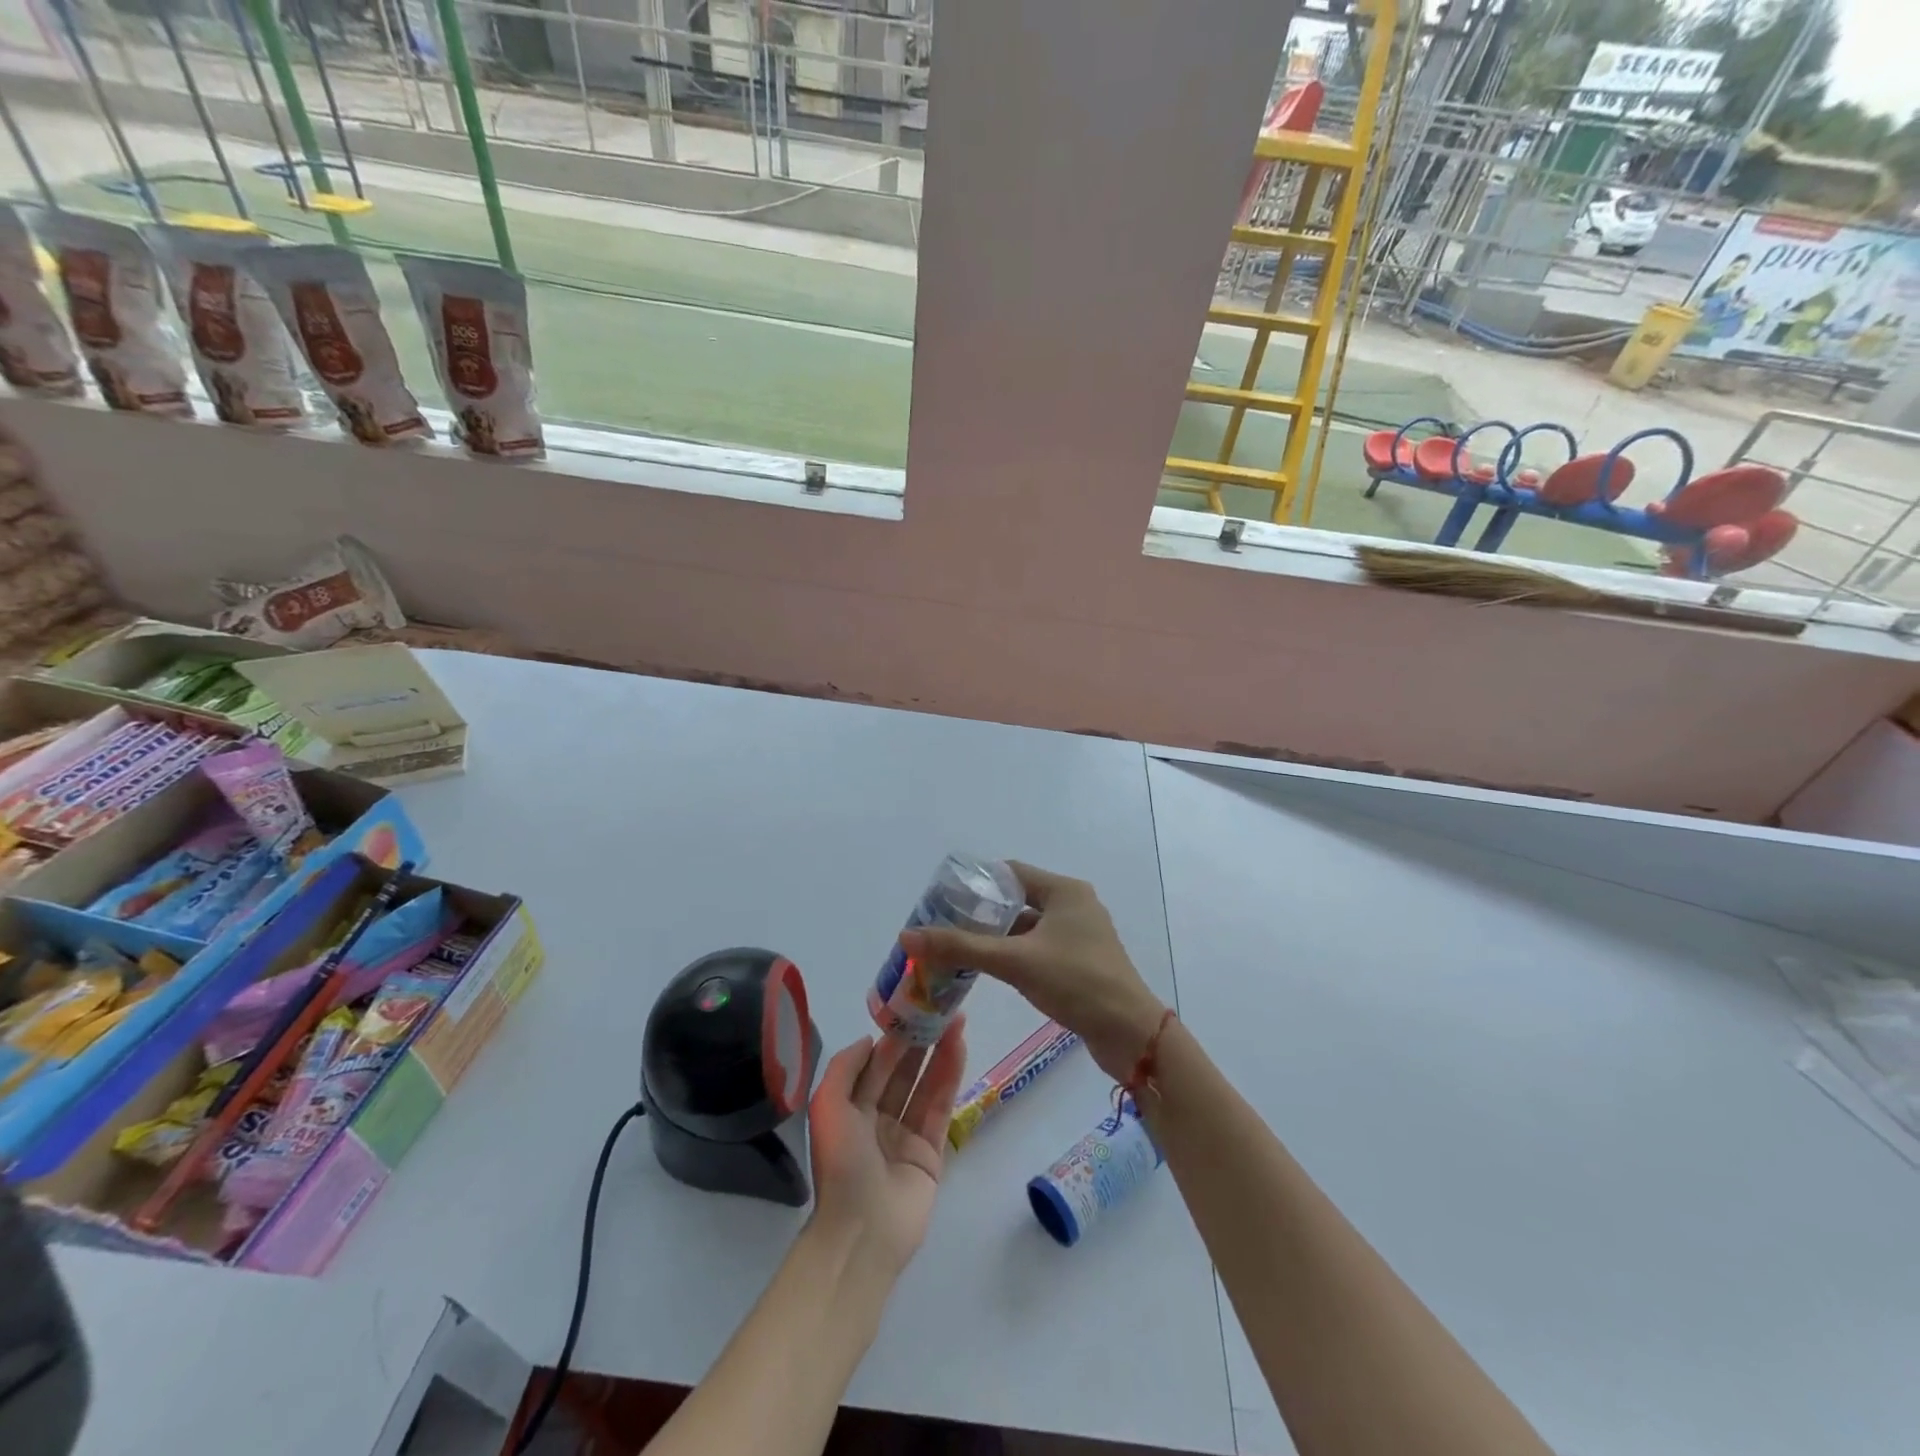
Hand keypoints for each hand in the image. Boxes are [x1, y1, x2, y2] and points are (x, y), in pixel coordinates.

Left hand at [807, 1019, 967, 1277]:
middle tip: (941, 1007)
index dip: (893, 1035)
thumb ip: (845, 1067)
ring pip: (925, 1084)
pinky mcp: (931, 1151)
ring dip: (940, 1052)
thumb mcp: (827, 1107)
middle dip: (920, 1039)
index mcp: (850, 1108)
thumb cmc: (841, 1165)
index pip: (875, 1063)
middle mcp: (877, 1117)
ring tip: (957, 1019)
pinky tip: (959, 1048)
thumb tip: (871, 1039)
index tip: (912, 1006)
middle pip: (903, 1070)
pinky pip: (941, 1106)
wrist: (863, 1232)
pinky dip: (950, 1077)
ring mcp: (906, 1134)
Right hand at [898, 863, 1165, 1082]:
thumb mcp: (1015, 961)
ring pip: (1026, 928)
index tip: (943, 899)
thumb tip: (908, 936)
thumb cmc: (1076, 982)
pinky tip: (987, 970)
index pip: (1010, 873)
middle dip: (981, 913)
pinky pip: (1038, 949)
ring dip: (995, 937)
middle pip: (1017, 900)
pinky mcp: (1079, 963)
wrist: (1130, 1034)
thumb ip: (961, 946)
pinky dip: (1013, 955)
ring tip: (956, 949)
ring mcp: (1079, 936)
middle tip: (943, 926)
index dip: (976, 883)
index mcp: (1065, 891)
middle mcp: (1074, 906)